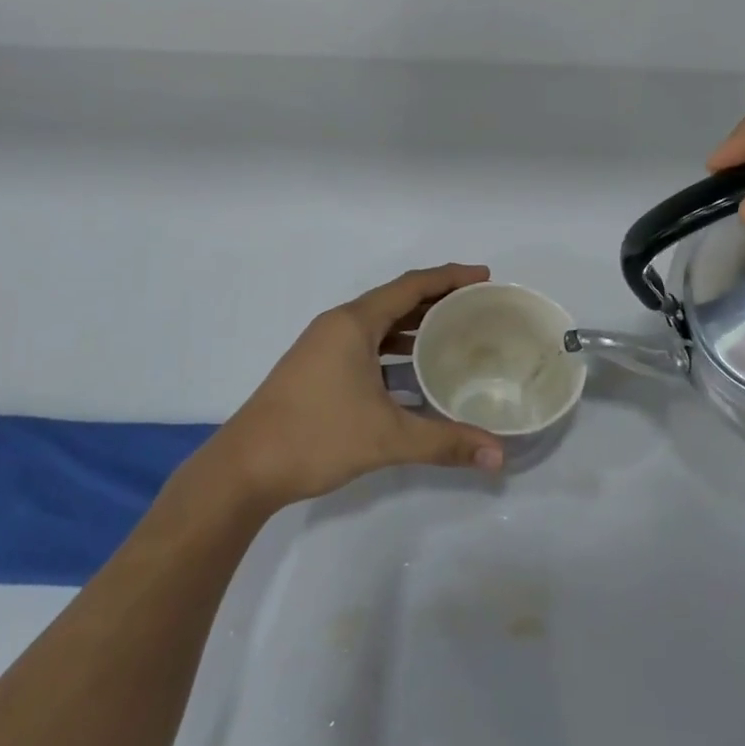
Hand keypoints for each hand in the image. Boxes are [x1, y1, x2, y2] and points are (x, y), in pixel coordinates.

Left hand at [204, 264, 506, 509]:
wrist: (245, 468)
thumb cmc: (315, 437)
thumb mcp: (386, 437)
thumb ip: (445, 442)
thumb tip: (499, 457)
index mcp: (353, 323)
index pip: (411, 286)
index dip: (450, 277)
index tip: (485, 277)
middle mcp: (339, 325)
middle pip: (397, 301)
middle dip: (438, 301)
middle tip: (479, 308)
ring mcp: (325, 347)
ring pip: (380, 326)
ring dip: (416, 327)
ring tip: (457, 336)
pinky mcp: (319, 369)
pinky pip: (367, 346)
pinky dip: (395, 352)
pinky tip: (417, 375)